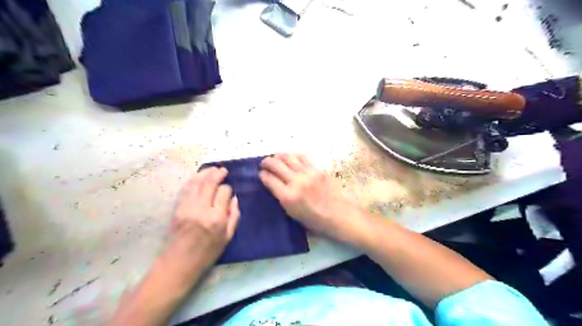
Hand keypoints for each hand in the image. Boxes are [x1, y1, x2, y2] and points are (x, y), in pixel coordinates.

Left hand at [166, 167, 241, 270]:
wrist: (179, 263)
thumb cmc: (207, 253)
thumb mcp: (228, 237)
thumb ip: (234, 215)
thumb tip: (234, 198)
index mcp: (217, 218)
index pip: (224, 192)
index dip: (227, 188)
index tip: (228, 191)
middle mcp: (202, 209)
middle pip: (210, 183)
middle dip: (217, 174)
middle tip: (223, 170)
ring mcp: (187, 207)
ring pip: (196, 182)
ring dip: (205, 173)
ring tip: (213, 169)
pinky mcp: (177, 208)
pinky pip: (186, 188)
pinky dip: (193, 179)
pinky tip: (199, 176)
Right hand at [260, 154, 372, 245]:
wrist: (338, 214)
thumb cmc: (314, 220)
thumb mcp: (292, 214)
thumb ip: (281, 198)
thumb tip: (274, 185)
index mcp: (288, 197)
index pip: (269, 180)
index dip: (262, 175)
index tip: (260, 174)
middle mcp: (296, 182)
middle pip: (276, 165)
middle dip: (266, 162)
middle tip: (263, 163)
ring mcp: (307, 174)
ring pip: (288, 158)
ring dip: (278, 156)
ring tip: (275, 157)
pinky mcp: (317, 169)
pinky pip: (302, 157)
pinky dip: (293, 155)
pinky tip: (291, 157)